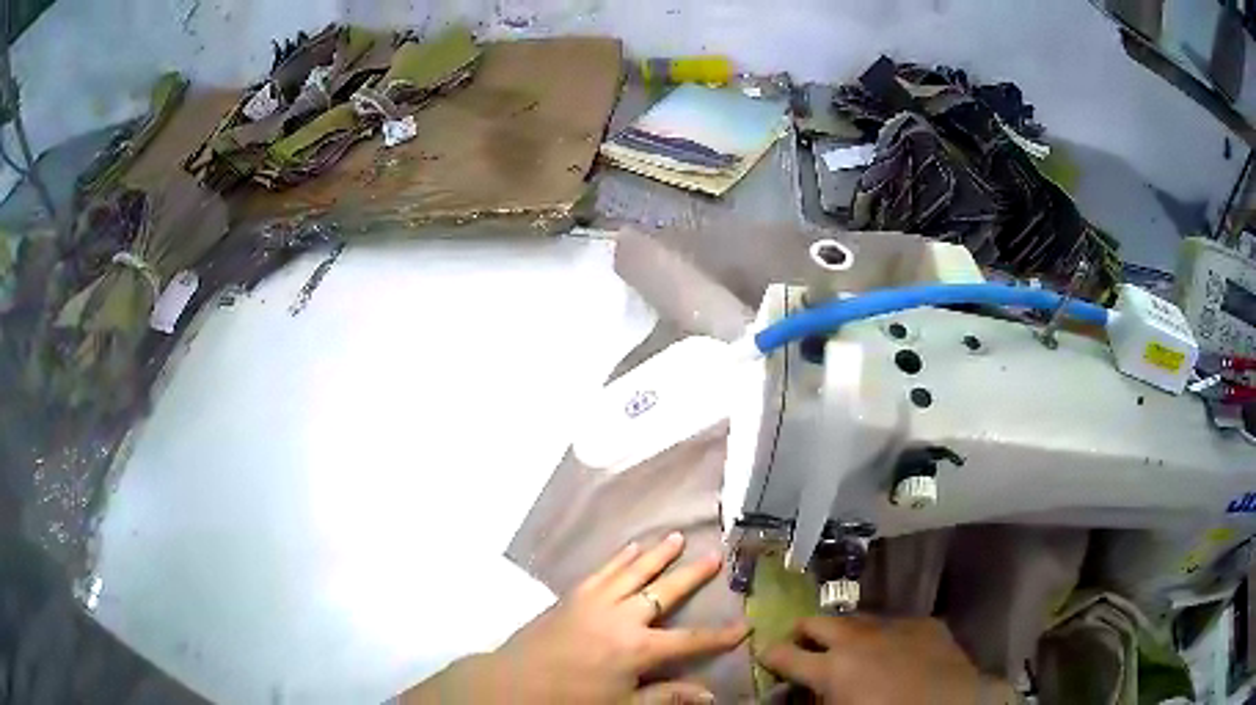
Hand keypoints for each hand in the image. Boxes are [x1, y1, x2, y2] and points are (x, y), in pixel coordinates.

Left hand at [405, 532, 747, 703]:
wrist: (514, 683)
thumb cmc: (571, 700)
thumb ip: (667, 697)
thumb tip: (710, 695)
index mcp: (638, 649)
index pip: (690, 640)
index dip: (720, 635)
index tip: (745, 625)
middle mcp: (622, 617)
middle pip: (666, 592)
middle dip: (693, 576)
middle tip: (715, 556)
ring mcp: (596, 601)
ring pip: (634, 571)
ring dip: (657, 554)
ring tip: (678, 537)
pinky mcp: (573, 595)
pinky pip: (603, 570)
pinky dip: (620, 557)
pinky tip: (631, 547)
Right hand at [759, 615, 1013, 704]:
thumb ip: (818, 701)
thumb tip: (802, 694)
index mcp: (832, 668)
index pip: (786, 655)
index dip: (771, 654)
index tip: (765, 654)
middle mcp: (859, 640)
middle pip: (819, 623)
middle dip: (803, 631)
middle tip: (799, 640)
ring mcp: (895, 626)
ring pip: (858, 619)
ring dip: (845, 631)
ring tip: (845, 644)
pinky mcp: (926, 624)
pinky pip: (895, 623)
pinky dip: (883, 634)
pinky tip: (891, 648)